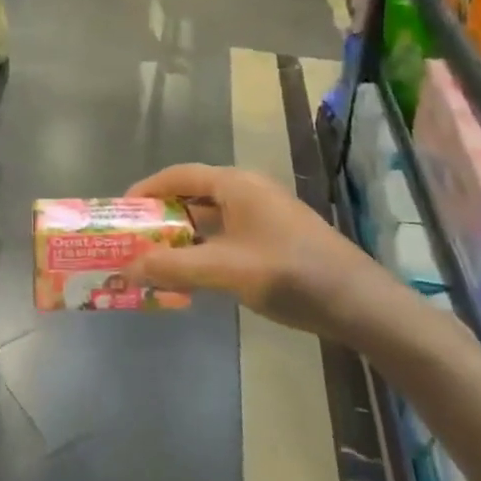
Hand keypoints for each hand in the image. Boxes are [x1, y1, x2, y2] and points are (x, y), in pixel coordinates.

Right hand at [126, 163, 408, 343]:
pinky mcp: (274, 241)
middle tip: (132, 242)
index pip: (178, 175)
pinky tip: (191, 279)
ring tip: (153, 263)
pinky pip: (226, 239)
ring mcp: (263, 217)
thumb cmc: (290, 274)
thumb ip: (175, 267)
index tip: (120, 212)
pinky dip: (203, 253)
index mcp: (236, 184)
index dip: (146, 190)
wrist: (360, 305)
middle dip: (161, 220)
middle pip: (192, 197)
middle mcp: (247, 192)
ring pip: (209, 222)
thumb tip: (128, 267)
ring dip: (181, 240)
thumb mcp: (226, 270)